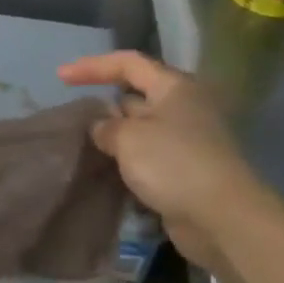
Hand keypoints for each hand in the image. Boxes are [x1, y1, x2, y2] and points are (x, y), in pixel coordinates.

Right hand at [57, 50, 263, 270]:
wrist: (222, 218)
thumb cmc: (173, 163)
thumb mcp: (127, 138)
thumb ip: (105, 127)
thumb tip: (102, 128)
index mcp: (175, 88)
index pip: (129, 63)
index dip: (93, 66)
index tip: (60, 77)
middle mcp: (185, 108)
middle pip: (136, 95)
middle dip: (105, 104)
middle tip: (74, 117)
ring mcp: (188, 141)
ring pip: (141, 129)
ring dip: (115, 136)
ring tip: (84, 145)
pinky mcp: (187, 171)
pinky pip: (149, 157)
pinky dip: (128, 160)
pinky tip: (106, 170)